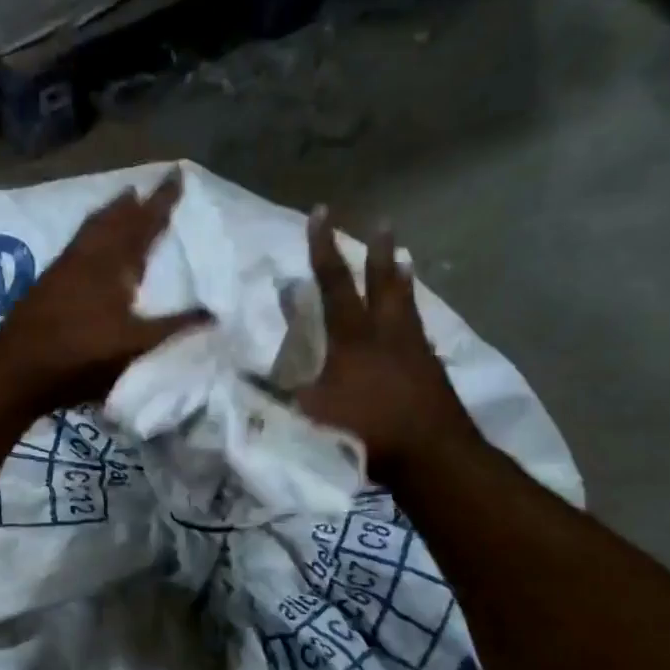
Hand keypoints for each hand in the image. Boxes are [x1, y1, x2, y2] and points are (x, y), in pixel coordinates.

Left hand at [0, 169, 209, 412]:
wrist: (19, 368)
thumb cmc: (81, 355)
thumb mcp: (134, 345)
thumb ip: (173, 327)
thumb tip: (214, 313)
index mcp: (113, 263)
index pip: (144, 224)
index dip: (161, 202)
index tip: (176, 175)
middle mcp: (88, 256)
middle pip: (114, 220)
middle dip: (133, 203)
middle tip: (146, 188)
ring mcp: (64, 267)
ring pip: (91, 229)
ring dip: (109, 214)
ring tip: (121, 204)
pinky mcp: (48, 282)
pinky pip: (77, 243)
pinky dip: (91, 232)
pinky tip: (89, 243)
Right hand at [298, 208, 479, 480]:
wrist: (432, 455)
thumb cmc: (366, 432)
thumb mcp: (309, 415)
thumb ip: (275, 395)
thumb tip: (237, 378)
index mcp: (351, 338)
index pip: (333, 283)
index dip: (323, 248)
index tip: (320, 213)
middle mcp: (385, 334)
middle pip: (381, 283)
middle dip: (377, 252)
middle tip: (382, 223)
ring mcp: (413, 351)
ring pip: (407, 304)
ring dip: (402, 279)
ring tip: (407, 259)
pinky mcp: (432, 371)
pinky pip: (422, 333)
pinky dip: (416, 320)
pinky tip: (418, 326)